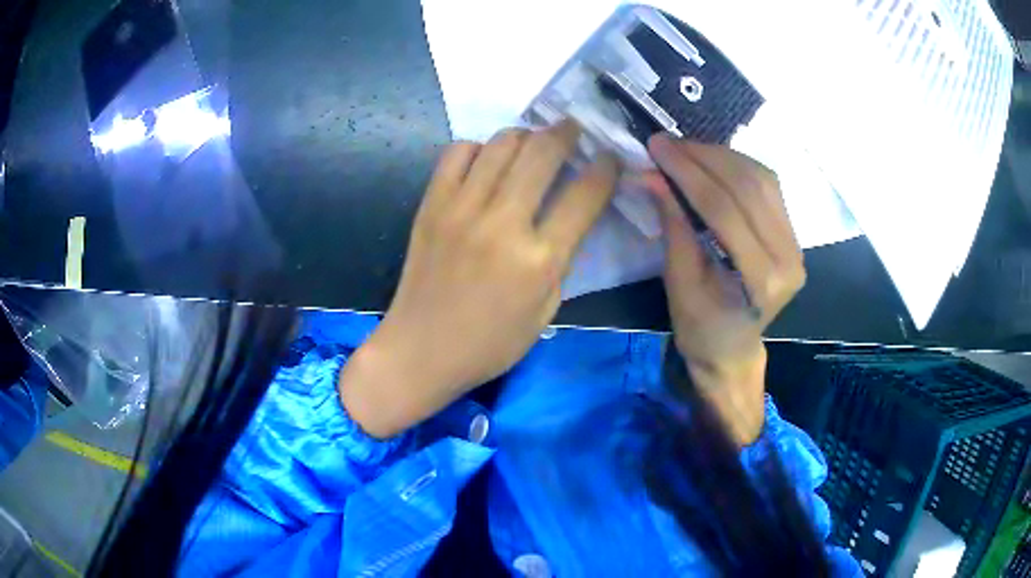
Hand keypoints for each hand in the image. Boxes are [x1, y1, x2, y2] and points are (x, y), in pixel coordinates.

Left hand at [342, 121, 618, 437]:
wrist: (421, 349)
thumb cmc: (491, 342)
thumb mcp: (546, 311)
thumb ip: (562, 257)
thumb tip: (571, 211)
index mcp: (539, 260)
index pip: (585, 195)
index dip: (605, 168)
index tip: (610, 157)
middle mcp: (502, 224)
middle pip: (543, 153)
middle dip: (567, 133)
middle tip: (573, 129)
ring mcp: (462, 209)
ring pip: (501, 144)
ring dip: (525, 134)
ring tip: (533, 141)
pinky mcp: (431, 204)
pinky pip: (457, 153)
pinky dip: (479, 147)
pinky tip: (486, 160)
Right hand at [646, 135, 805, 444]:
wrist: (733, 349)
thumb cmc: (701, 329)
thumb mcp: (679, 284)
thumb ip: (673, 227)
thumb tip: (652, 175)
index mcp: (760, 280)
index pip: (724, 210)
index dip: (687, 173)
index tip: (656, 146)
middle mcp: (788, 257)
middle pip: (748, 188)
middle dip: (703, 157)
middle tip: (666, 143)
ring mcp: (796, 245)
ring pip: (762, 180)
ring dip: (721, 156)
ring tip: (686, 149)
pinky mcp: (793, 235)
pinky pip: (768, 188)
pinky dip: (738, 167)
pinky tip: (713, 162)